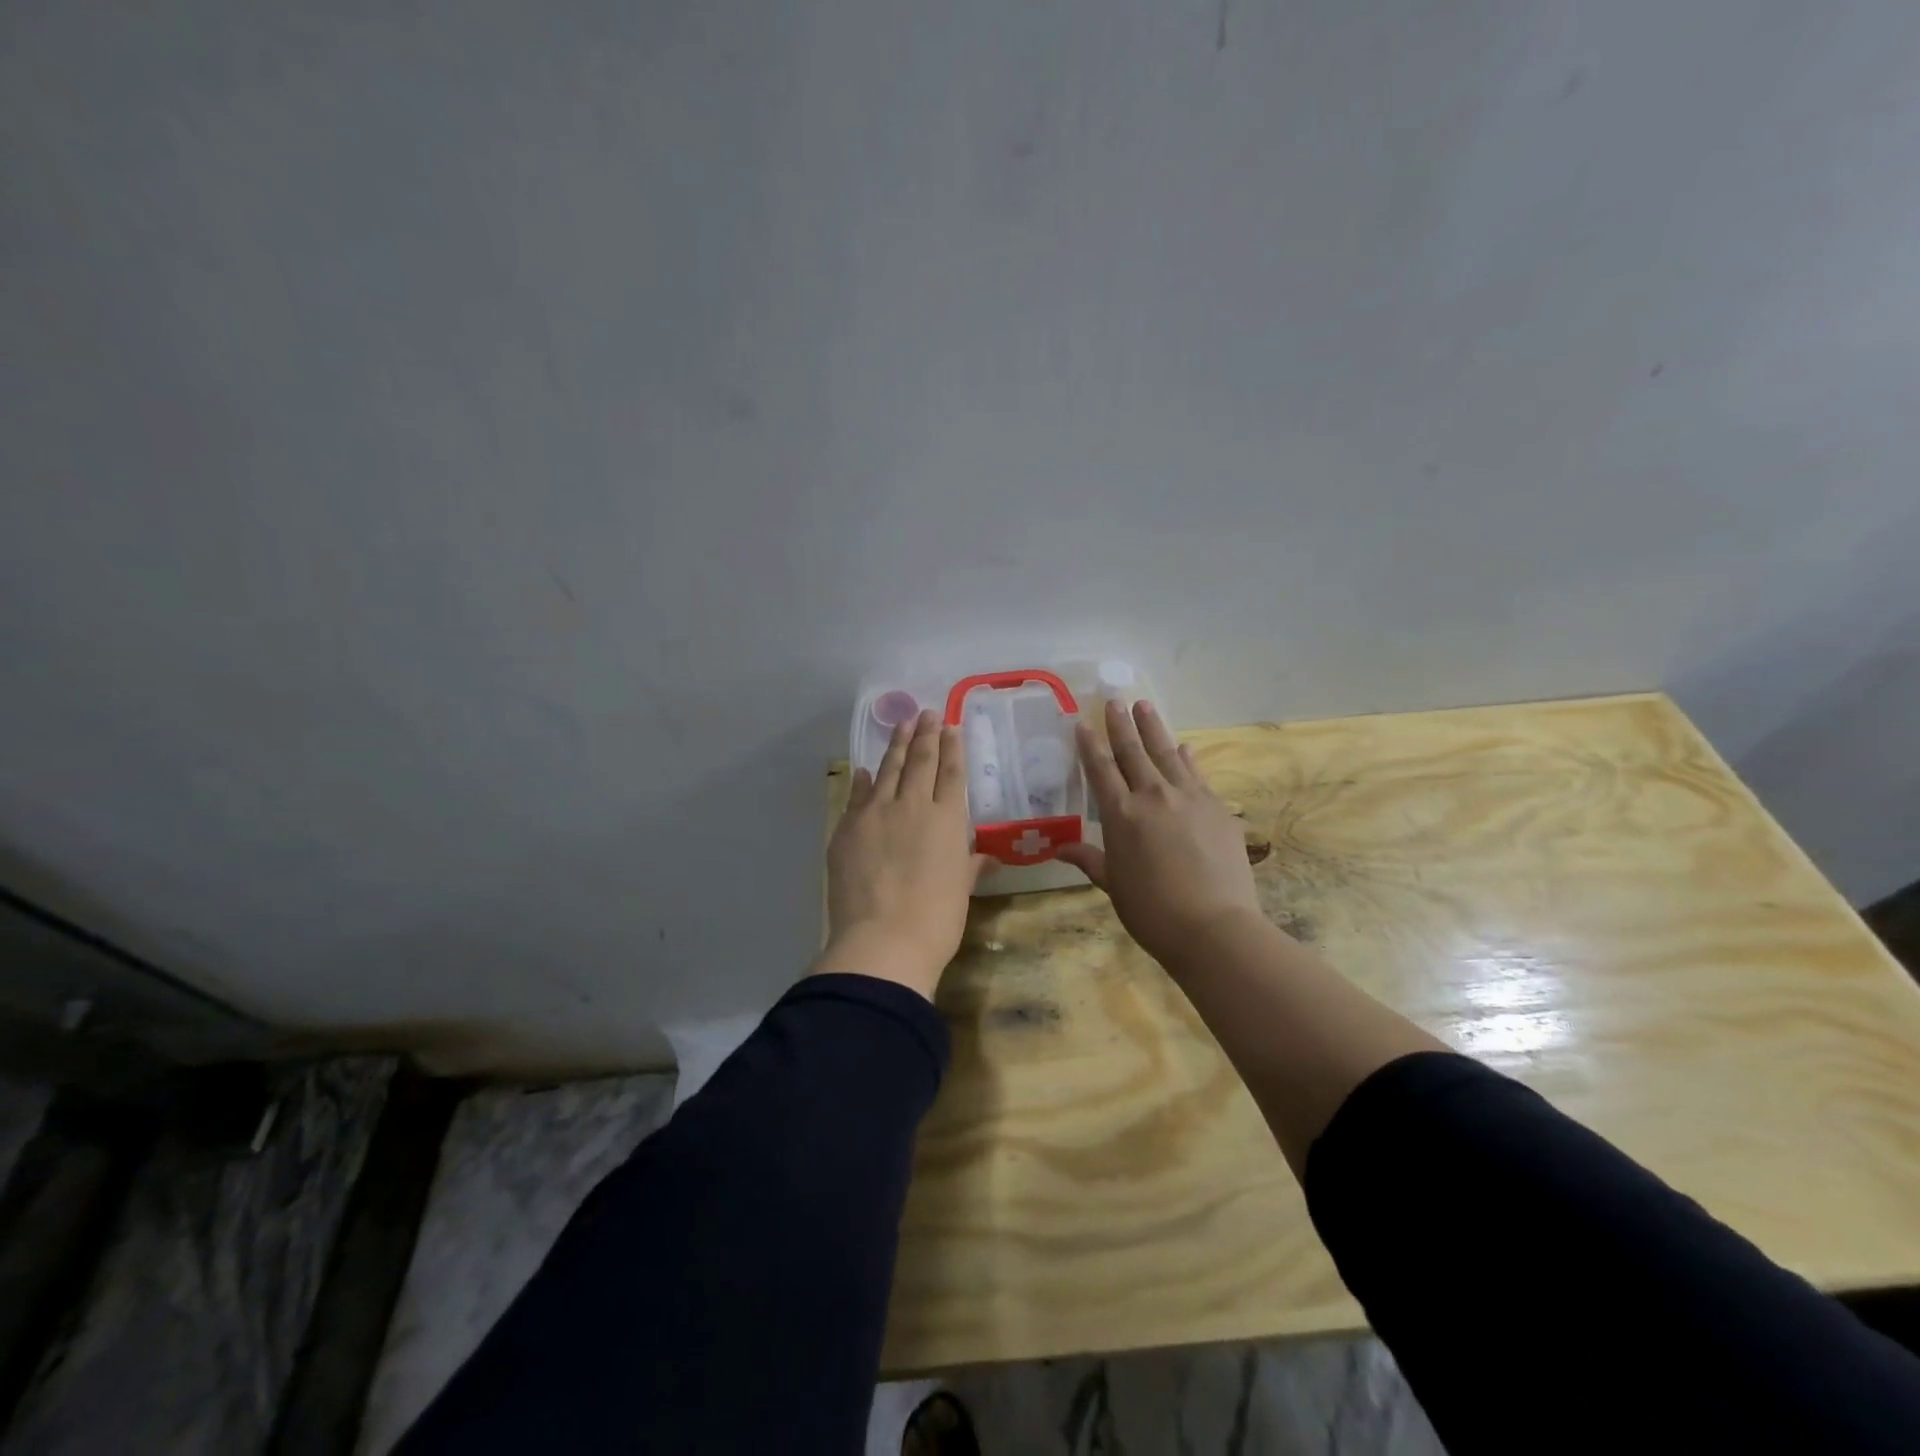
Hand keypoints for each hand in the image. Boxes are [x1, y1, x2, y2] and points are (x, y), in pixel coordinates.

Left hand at [817, 710, 989, 1000]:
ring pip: (888, 770)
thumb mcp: (961, 891)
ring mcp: (876, 813)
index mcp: (948, 820)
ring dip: (896, 745)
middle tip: (926, 713)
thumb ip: (970, 865)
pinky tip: (863, 769)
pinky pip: (857, 795)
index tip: (951, 726)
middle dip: (925, 734)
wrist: (883, 939)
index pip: (951, 773)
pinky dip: (862, 780)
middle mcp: (913, 806)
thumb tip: (985, 856)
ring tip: (902, 725)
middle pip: (920, 761)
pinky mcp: (847, 828)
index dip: (952, 747)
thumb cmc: (936, 920)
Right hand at [1056, 699, 1264, 971]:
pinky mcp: (1217, 807)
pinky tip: (1185, 747)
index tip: (1082, 723)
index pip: (1100, 769)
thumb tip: (1059, 848)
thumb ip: (1089, 859)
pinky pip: (1197, 774)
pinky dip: (1188, 758)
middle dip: (1121, 725)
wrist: (1214, 926)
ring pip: (1167, 753)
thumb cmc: (1152, 910)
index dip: (1090, 745)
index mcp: (1120, 814)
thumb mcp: (1113, 885)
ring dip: (1154, 728)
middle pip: (1133, 752)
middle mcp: (1152, 796)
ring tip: (1145, 706)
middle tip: (1115, 700)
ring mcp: (1189, 798)